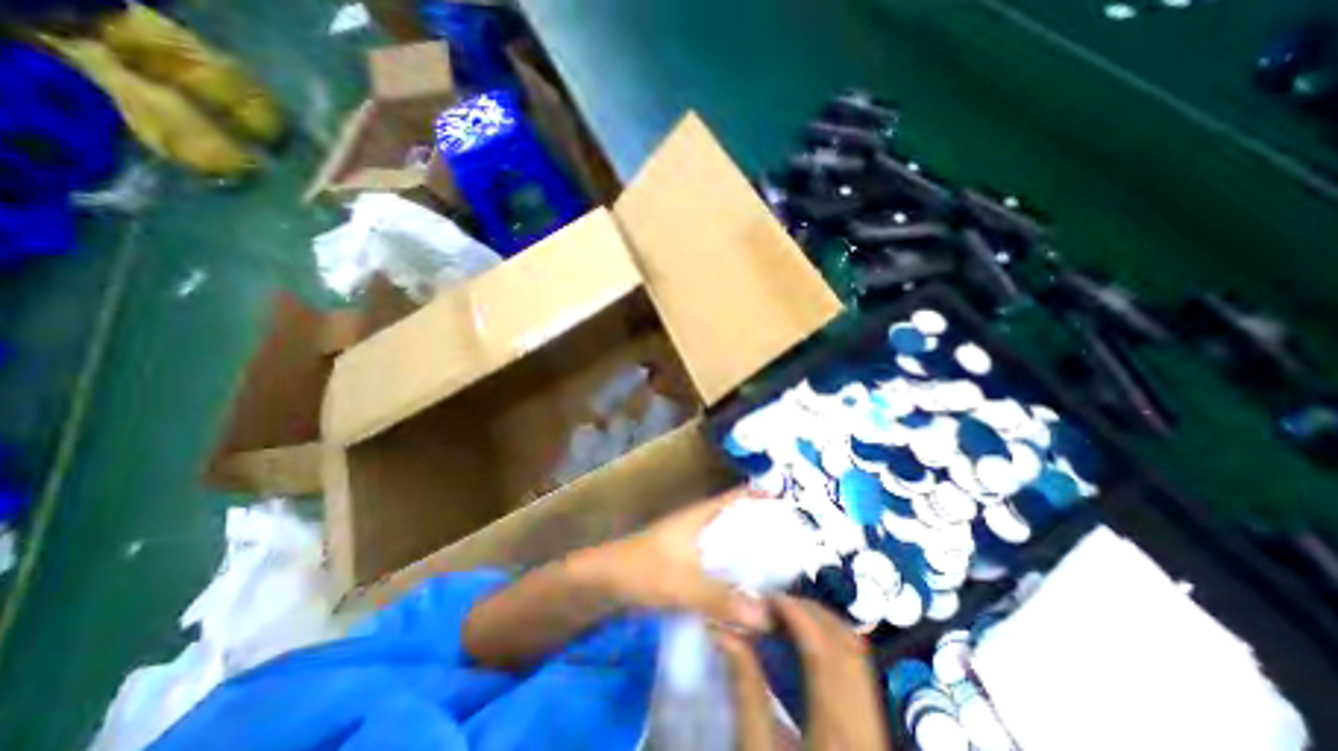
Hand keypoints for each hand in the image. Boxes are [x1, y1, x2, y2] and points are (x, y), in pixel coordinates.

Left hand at [599, 486, 775, 633]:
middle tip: (797, 547)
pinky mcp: (687, 561)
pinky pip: (719, 560)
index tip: (792, 507)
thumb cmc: (644, 569)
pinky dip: (735, 568)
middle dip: (765, 528)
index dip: (763, 495)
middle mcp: (701, 524)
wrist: (607, 580)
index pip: (738, 496)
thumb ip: (722, 599)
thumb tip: (768, 616)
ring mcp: (693, 542)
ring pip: (729, 540)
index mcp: (702, 515)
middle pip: (738, 518)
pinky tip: (748, 588)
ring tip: (782, 569)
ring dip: (750, 550)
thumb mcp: (684, 584)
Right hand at [715, 595, 890, 747]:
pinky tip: (806, 648)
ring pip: (858, 655)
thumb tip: (724, 631)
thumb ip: (745, 687)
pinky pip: (858, 672)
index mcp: (839, 732)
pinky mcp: (873, 731)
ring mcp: (876, 727)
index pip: (824, 650)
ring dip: (823, 626)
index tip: (766, 596)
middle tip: (774, 605)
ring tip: (787, 618)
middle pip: (848, 645)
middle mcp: (867, 723)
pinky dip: (832, 646)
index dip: (796, 613)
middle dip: (810, 612)